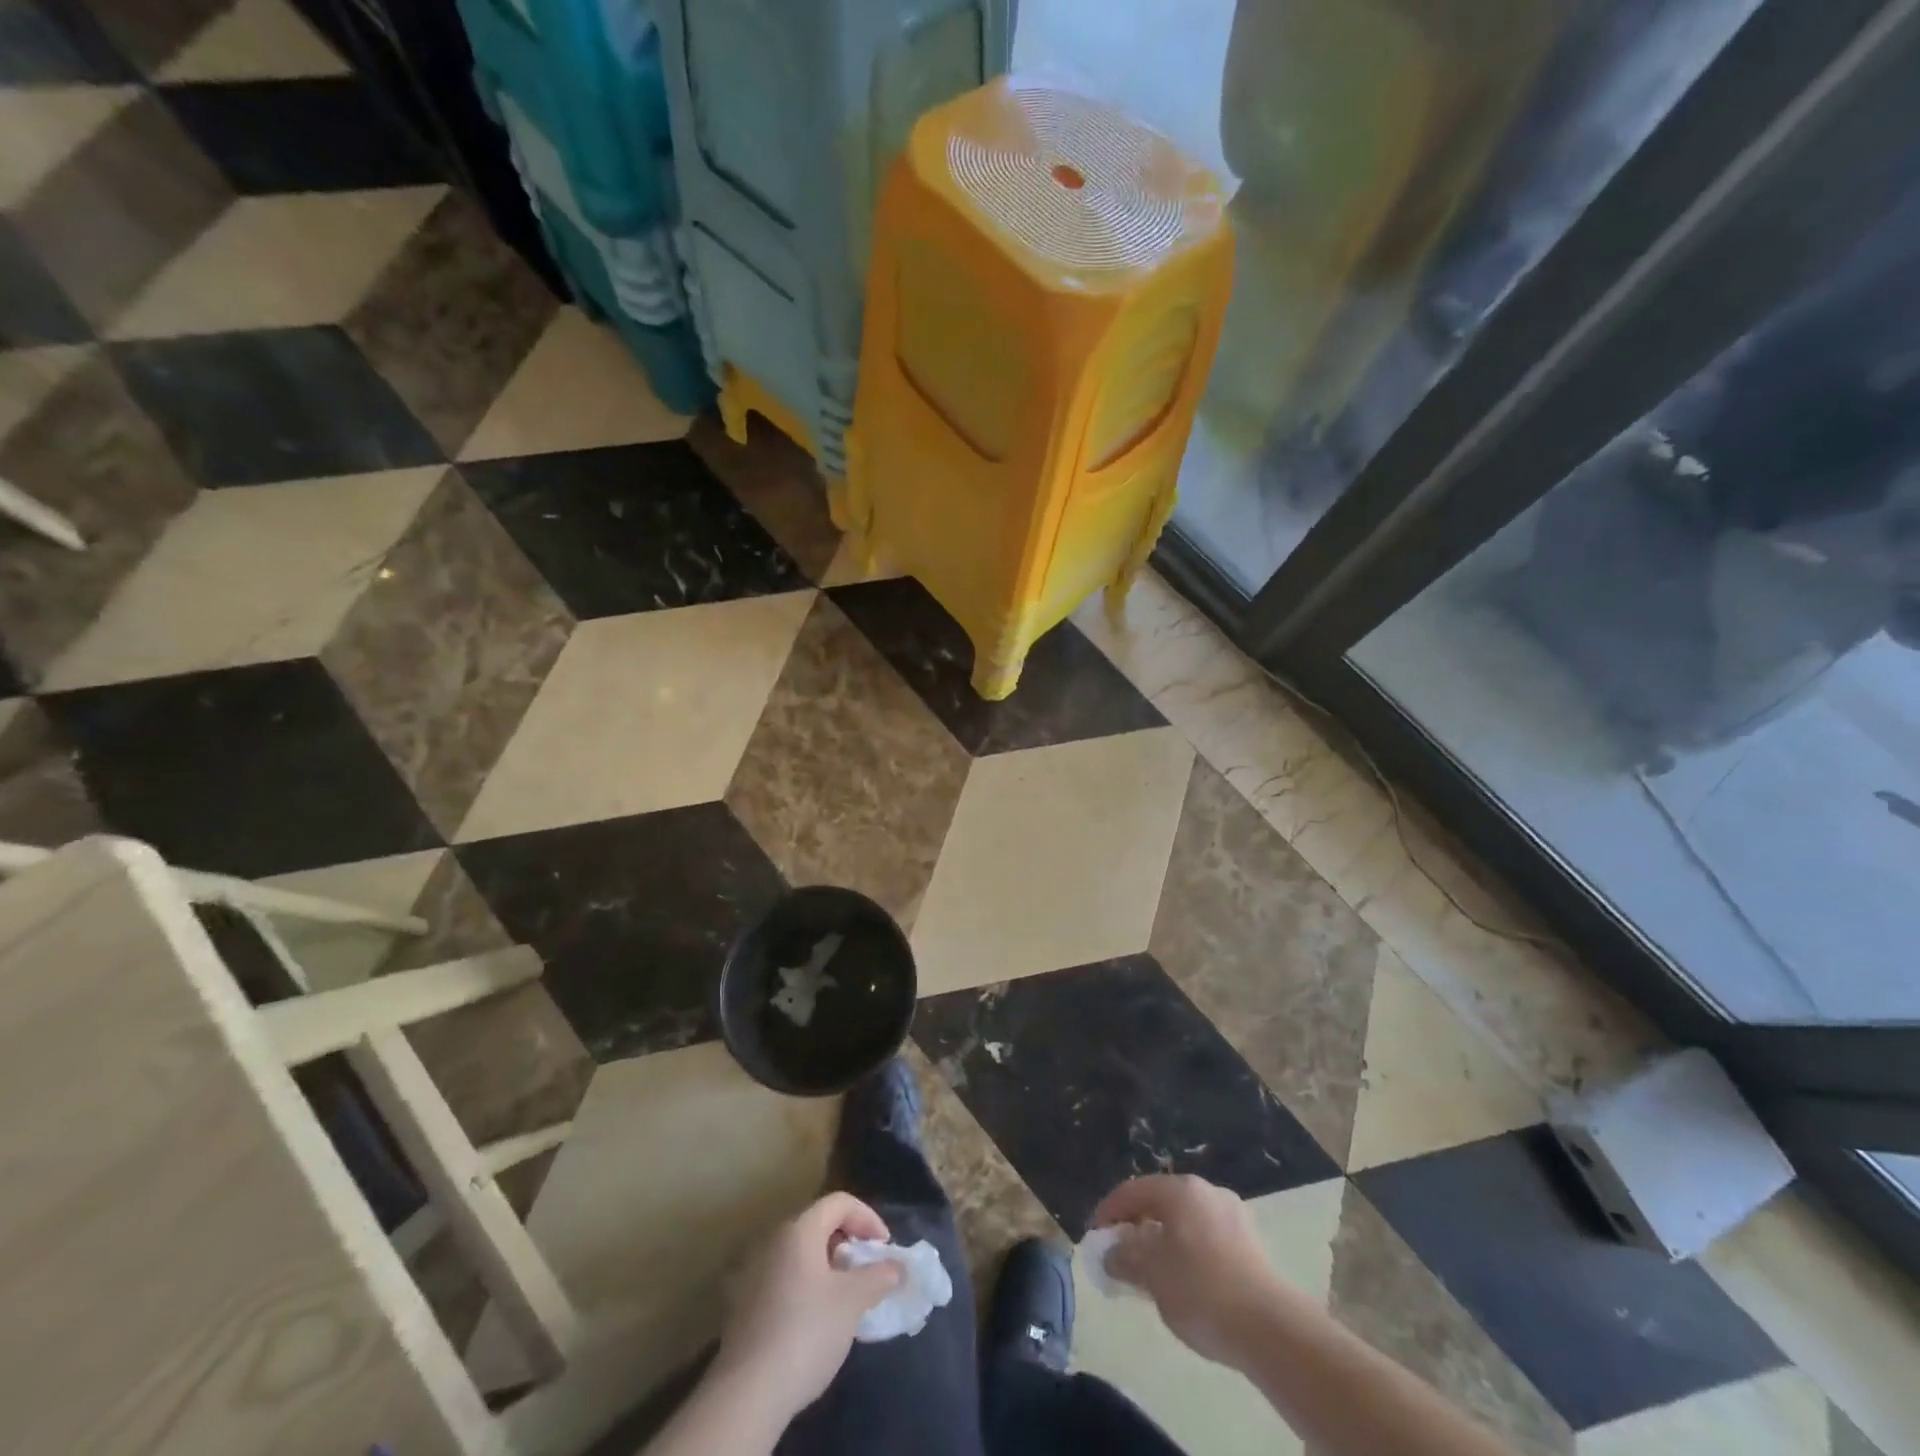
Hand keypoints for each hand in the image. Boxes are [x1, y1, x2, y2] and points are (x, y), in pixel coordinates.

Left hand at [715, 1193, 903, 1421]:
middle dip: (849, 1242)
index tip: (884, 1248)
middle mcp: (774, 1240)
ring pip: (801, 1254)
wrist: (747, 1393)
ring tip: (846, 1297)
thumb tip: (897, 1266)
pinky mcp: (745, 1304)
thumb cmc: (806, 1331)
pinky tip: (816, 1320)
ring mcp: (755, 1272)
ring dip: (828, 1267)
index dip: (867, 1218)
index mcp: (799, 1230)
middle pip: (819, 1225)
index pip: (840, 1202)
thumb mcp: (853, 1302)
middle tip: (867, 1271)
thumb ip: (879, 1276)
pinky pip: (785, 1278)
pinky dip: (807, 1285)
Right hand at [1090, 1175, 1285, 1367]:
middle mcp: (1206, 1191)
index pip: (1132, 1190)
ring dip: (1164, 1240)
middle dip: (1137, 1226)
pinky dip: (1189, 1251)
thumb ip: (1125, 1257)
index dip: (1108, 1212)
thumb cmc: (1202, 1290)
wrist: (1272, 1328)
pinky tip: (1187, 1282)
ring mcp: (1233, 1214)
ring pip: (1185, 1221)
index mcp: (1179, 1189)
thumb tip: (1110, 1253)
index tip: (1094, 1237)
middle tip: (1122, 1254)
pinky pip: (1207, 1238)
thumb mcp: (1152, 1274)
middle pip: (1160, 1202)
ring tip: (1153, 1273)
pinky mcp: (1252, 1243)